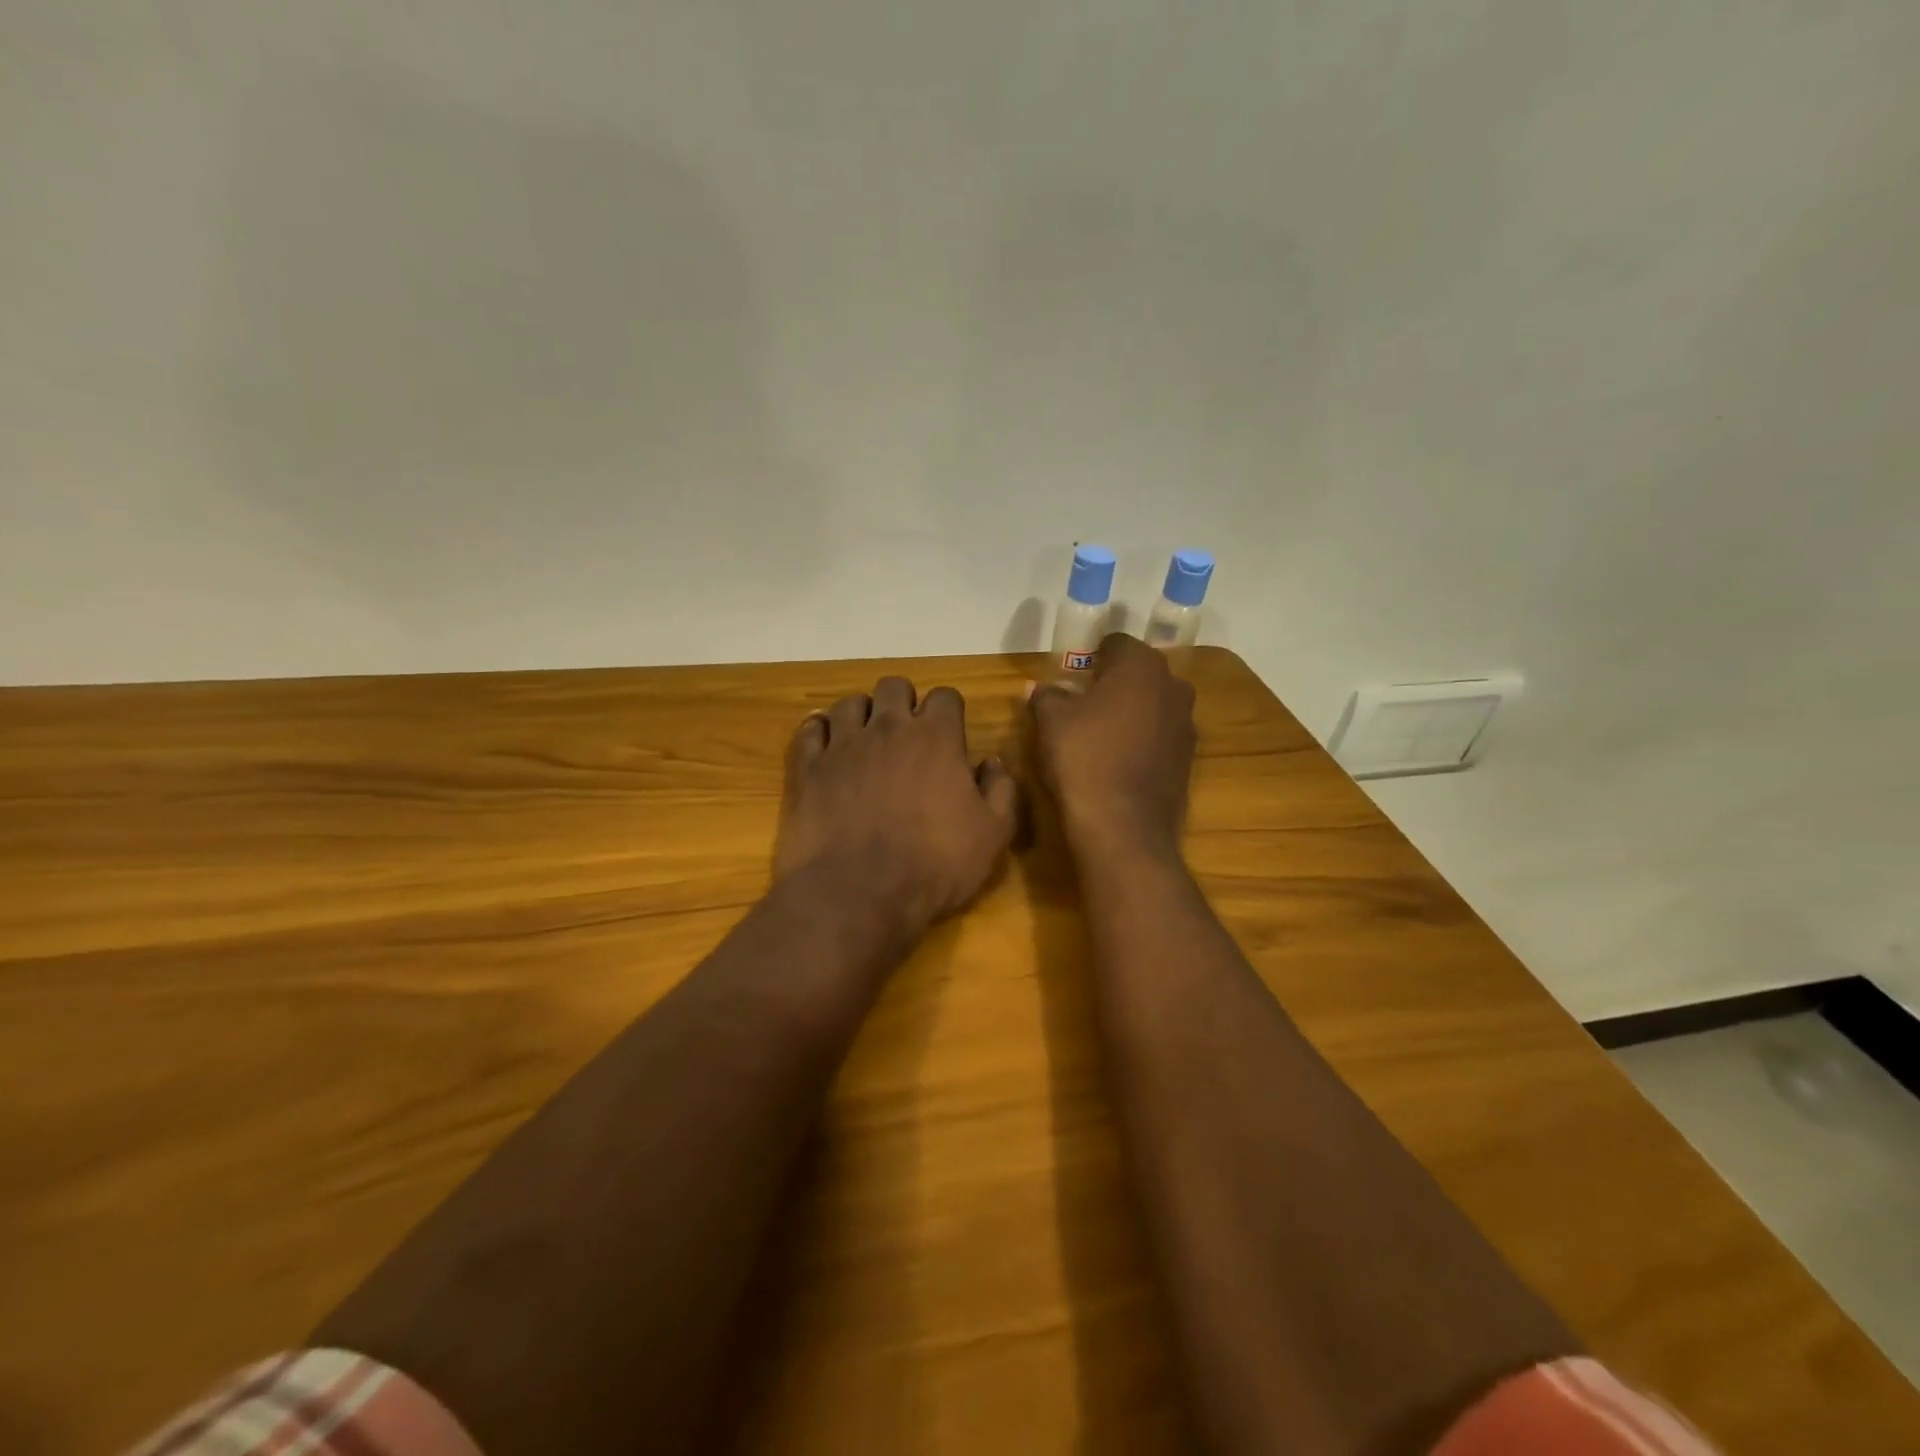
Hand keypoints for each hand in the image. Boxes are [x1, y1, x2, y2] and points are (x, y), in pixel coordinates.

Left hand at [776, 677, 1018, 928]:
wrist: (859, 893)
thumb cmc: (934, 865)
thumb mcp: (992, 835)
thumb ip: (1001, 791)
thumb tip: (994, 762)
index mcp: (936, 738)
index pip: (945, 697)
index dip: (949, 710)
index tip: (950, 732)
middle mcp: (888, 728)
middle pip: (894, 687)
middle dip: (903, 701)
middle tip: (906, 732)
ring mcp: (842, 745)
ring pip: (849, 703)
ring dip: (861, 714)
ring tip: (864, 738)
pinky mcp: (807, 768)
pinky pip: (809, 729)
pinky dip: (819, 730)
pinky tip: (825, 744)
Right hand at [1030, 633, 1196, 860]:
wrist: (1122, 826)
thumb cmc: (1083, 758)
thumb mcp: (1050, 721)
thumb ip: (1047, 695)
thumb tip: (1042, 688)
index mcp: (1141, 666)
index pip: (1116, 643)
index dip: (1092, 655)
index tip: (1073, 675)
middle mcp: (1173, 687)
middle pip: (1139, 673)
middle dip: (1114, 682)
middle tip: (1083, 702)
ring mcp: (1186, 725)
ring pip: (1153, 705)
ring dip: (1131, 711)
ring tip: (1100, 733)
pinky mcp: (1188, 759)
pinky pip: (1160, 736)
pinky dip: (1142, 740)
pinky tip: (1117, 760)